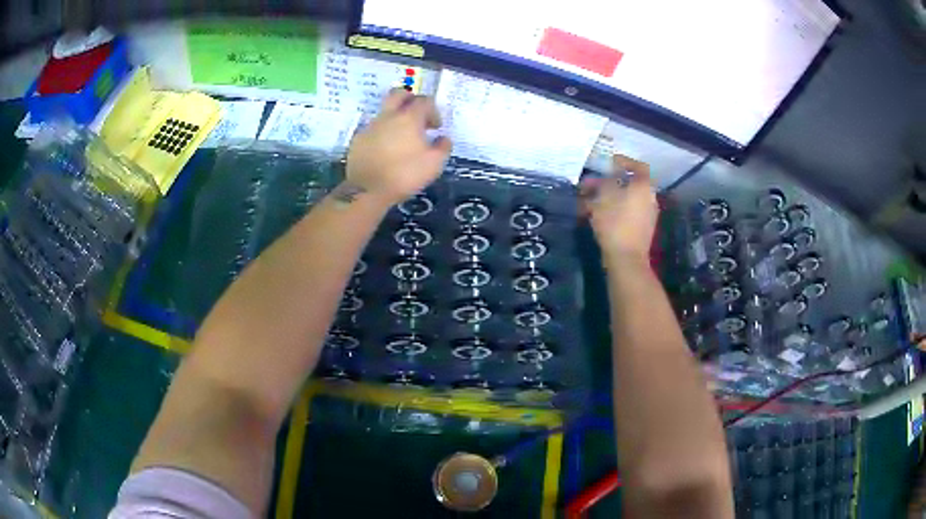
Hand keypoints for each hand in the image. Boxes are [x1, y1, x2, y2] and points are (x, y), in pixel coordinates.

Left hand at [345, 89, 452, 204]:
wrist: (368, 190)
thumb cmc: (405, 174)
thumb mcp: (434, 164)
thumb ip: (443, 147)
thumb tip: (443, 138)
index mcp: (409, 118)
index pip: (423, 101)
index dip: (433, 111)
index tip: (435, 127)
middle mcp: (388, 116)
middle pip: (399, 94)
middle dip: (410, 100)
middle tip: (417, 115)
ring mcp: (370, 126)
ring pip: (385, 112)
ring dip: (395, 118)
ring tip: (402, 139)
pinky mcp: (358, 140)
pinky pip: (373, 129)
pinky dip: (382, 134)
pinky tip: (386, 151)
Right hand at [581, 155, 658, 260]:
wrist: (626, 258)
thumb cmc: (616, 222)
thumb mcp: (604, 196)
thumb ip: (603, 182)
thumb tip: (602, 177)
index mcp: (644, 187)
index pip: (638, 166)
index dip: (624, 161)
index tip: (609, 162)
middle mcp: (649, 199)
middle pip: (629, 184)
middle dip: (608, 183)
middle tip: (591, 185)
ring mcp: (647, 216)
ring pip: (625, 199)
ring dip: (608, 197)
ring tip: (588, 201)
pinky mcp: (640, 230)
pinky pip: (626, 213)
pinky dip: (613, 210)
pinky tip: (596, 215)